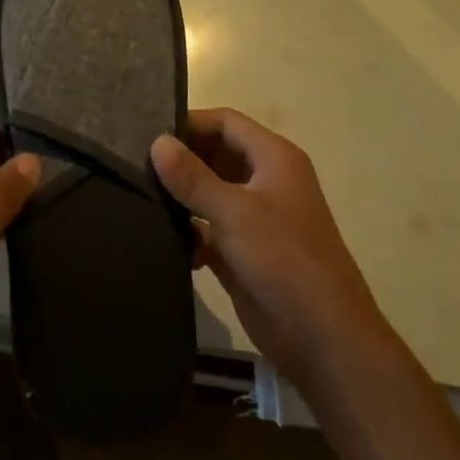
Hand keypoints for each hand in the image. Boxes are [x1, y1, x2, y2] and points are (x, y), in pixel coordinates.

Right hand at [152, 109, 388, 402]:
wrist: (323, 337)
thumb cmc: (283, 260)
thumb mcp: (234, 212)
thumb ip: (192, 177)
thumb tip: (157, 142)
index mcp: (274, 159)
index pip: (226, 122)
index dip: (190, 122)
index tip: (147, 131)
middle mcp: (265, 181)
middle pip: (216, 154)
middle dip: (181, 159)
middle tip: (136, 162)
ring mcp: (255, 218)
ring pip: (210, 192)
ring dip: (182, 196)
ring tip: (140, 194)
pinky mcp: (243, 251)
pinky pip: (208, 228)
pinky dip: (189, 230)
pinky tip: (165, 238)